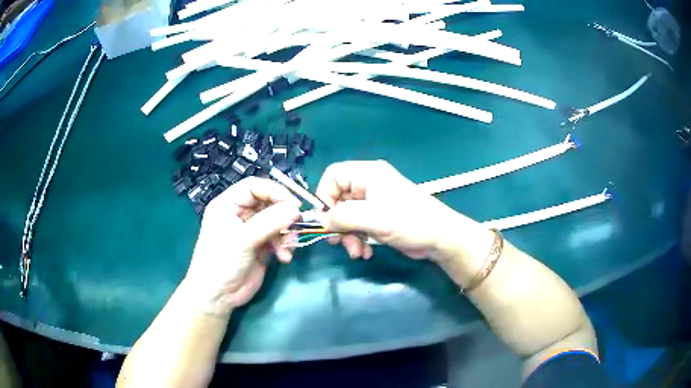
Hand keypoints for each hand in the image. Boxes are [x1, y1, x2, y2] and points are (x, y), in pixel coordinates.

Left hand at [183, 177, 300, 315]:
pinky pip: (278, 238)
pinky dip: (284, 246)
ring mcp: (252, 231)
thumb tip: (296, 210)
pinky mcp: (261, 246)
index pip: (254, 186)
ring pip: (277, 221)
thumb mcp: (243, 239)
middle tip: (297, 225)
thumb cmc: (221, 262)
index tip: (293, 204)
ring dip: (286, 234)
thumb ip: (269, 222)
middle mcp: (240, 214)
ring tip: (288, 248)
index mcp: (228, 205)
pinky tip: (284, 258)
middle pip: (269, 203)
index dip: (275, 191)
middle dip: (284, 215)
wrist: (218, 296)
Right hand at [315, 160, 468, 260]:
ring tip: (356, 252)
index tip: (326, 219)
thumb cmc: (410, 221)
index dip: (324, 196)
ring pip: (346, 216)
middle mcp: (368, 184)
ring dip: (348, 236)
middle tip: (337, 242)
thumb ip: (343, 217)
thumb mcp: (374, 218)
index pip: (333, 176)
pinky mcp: (379, 218)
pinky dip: (358, 240)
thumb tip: (320, 220)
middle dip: (338, 223)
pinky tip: (365, 253)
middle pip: (338, 199)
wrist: (440, 238)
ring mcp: (374, 202)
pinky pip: (358, 227)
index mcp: (368, 174)